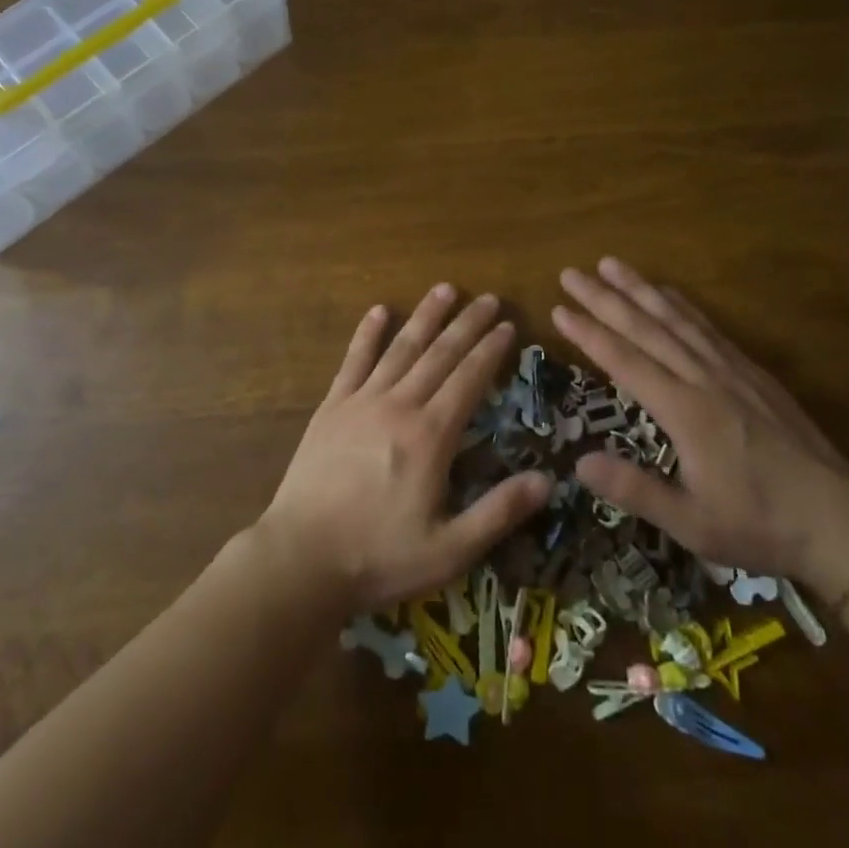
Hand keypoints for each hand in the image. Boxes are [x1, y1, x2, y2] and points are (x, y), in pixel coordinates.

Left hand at [259, 284, 552, 616]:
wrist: (301, 558)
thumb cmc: (378, 557)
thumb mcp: (450, 550)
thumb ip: (499, 512)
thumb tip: (548, 480)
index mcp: (431, 436)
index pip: (469, 380)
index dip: (491, 351)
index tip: (508, 326)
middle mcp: (399, 406)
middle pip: (440, 354)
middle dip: (467, 324)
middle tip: (489, 299)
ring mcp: (361, 401)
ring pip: (401, 348)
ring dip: (425, 316)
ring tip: (445, 289)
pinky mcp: (331, 407)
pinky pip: (353, 360)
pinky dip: (367, 333)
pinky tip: (378, 310)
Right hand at [553, 257, 848, 590]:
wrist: (840, 519)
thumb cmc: (760, 524)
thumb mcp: (693, 524)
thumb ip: (635, 491)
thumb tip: (578, 463)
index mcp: (685, 411)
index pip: (625, 361)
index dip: (589, 333)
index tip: (559, 309)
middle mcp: (703, 378)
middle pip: (645, 327)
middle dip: (604, 298)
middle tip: (571, 273)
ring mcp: (730, 370)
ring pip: (676, 318)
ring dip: (640, 289)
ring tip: (611, 264)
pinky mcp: (751, 371)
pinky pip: (708, 327)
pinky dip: (682, 304)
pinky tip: (668, 292)